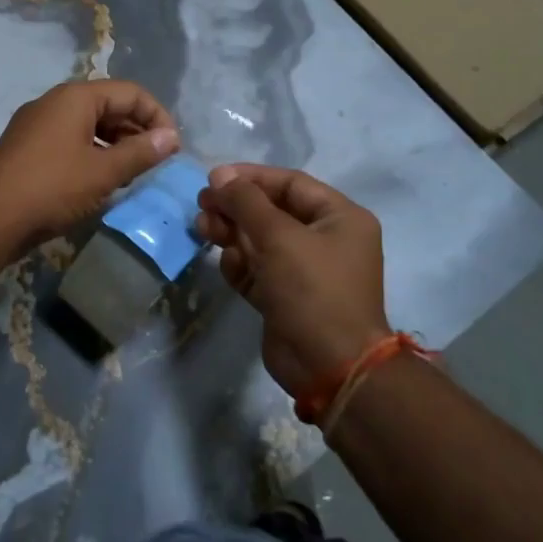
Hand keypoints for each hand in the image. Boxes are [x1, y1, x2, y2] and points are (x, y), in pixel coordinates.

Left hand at [0, 80, 179, 256]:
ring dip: (116, 144)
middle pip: (108, 105)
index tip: (173, 147)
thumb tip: (171, 137)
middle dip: (137, 130)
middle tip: (156, 161)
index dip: (157, 116)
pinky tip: (101, 180)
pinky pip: (69, 140)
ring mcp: (36, 124)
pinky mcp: (26, 147)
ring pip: (88, 125)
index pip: (130, 92)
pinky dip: (92, 153)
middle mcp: (54, 102)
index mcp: (75, 97)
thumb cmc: (52, 188)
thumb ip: (141, 152)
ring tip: (133, 173)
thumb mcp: (103, 172)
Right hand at [195, 164, 390, 395]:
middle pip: (271, 211)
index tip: (214, 178)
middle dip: (236, 208)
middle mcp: (325, 240)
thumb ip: (246, 201)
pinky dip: (240, 265)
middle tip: (202, 206)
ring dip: (231, 233)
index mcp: (340, 218)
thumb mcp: (279, 237)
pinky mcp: (284, 297)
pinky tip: (227, 265)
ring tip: (203, 230)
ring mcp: (304, 271)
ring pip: (259, 240)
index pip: (290, 184)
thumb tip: (219, 174)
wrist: (329, 367)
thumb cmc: (312, 289)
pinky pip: (257, 270)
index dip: (251, 178)